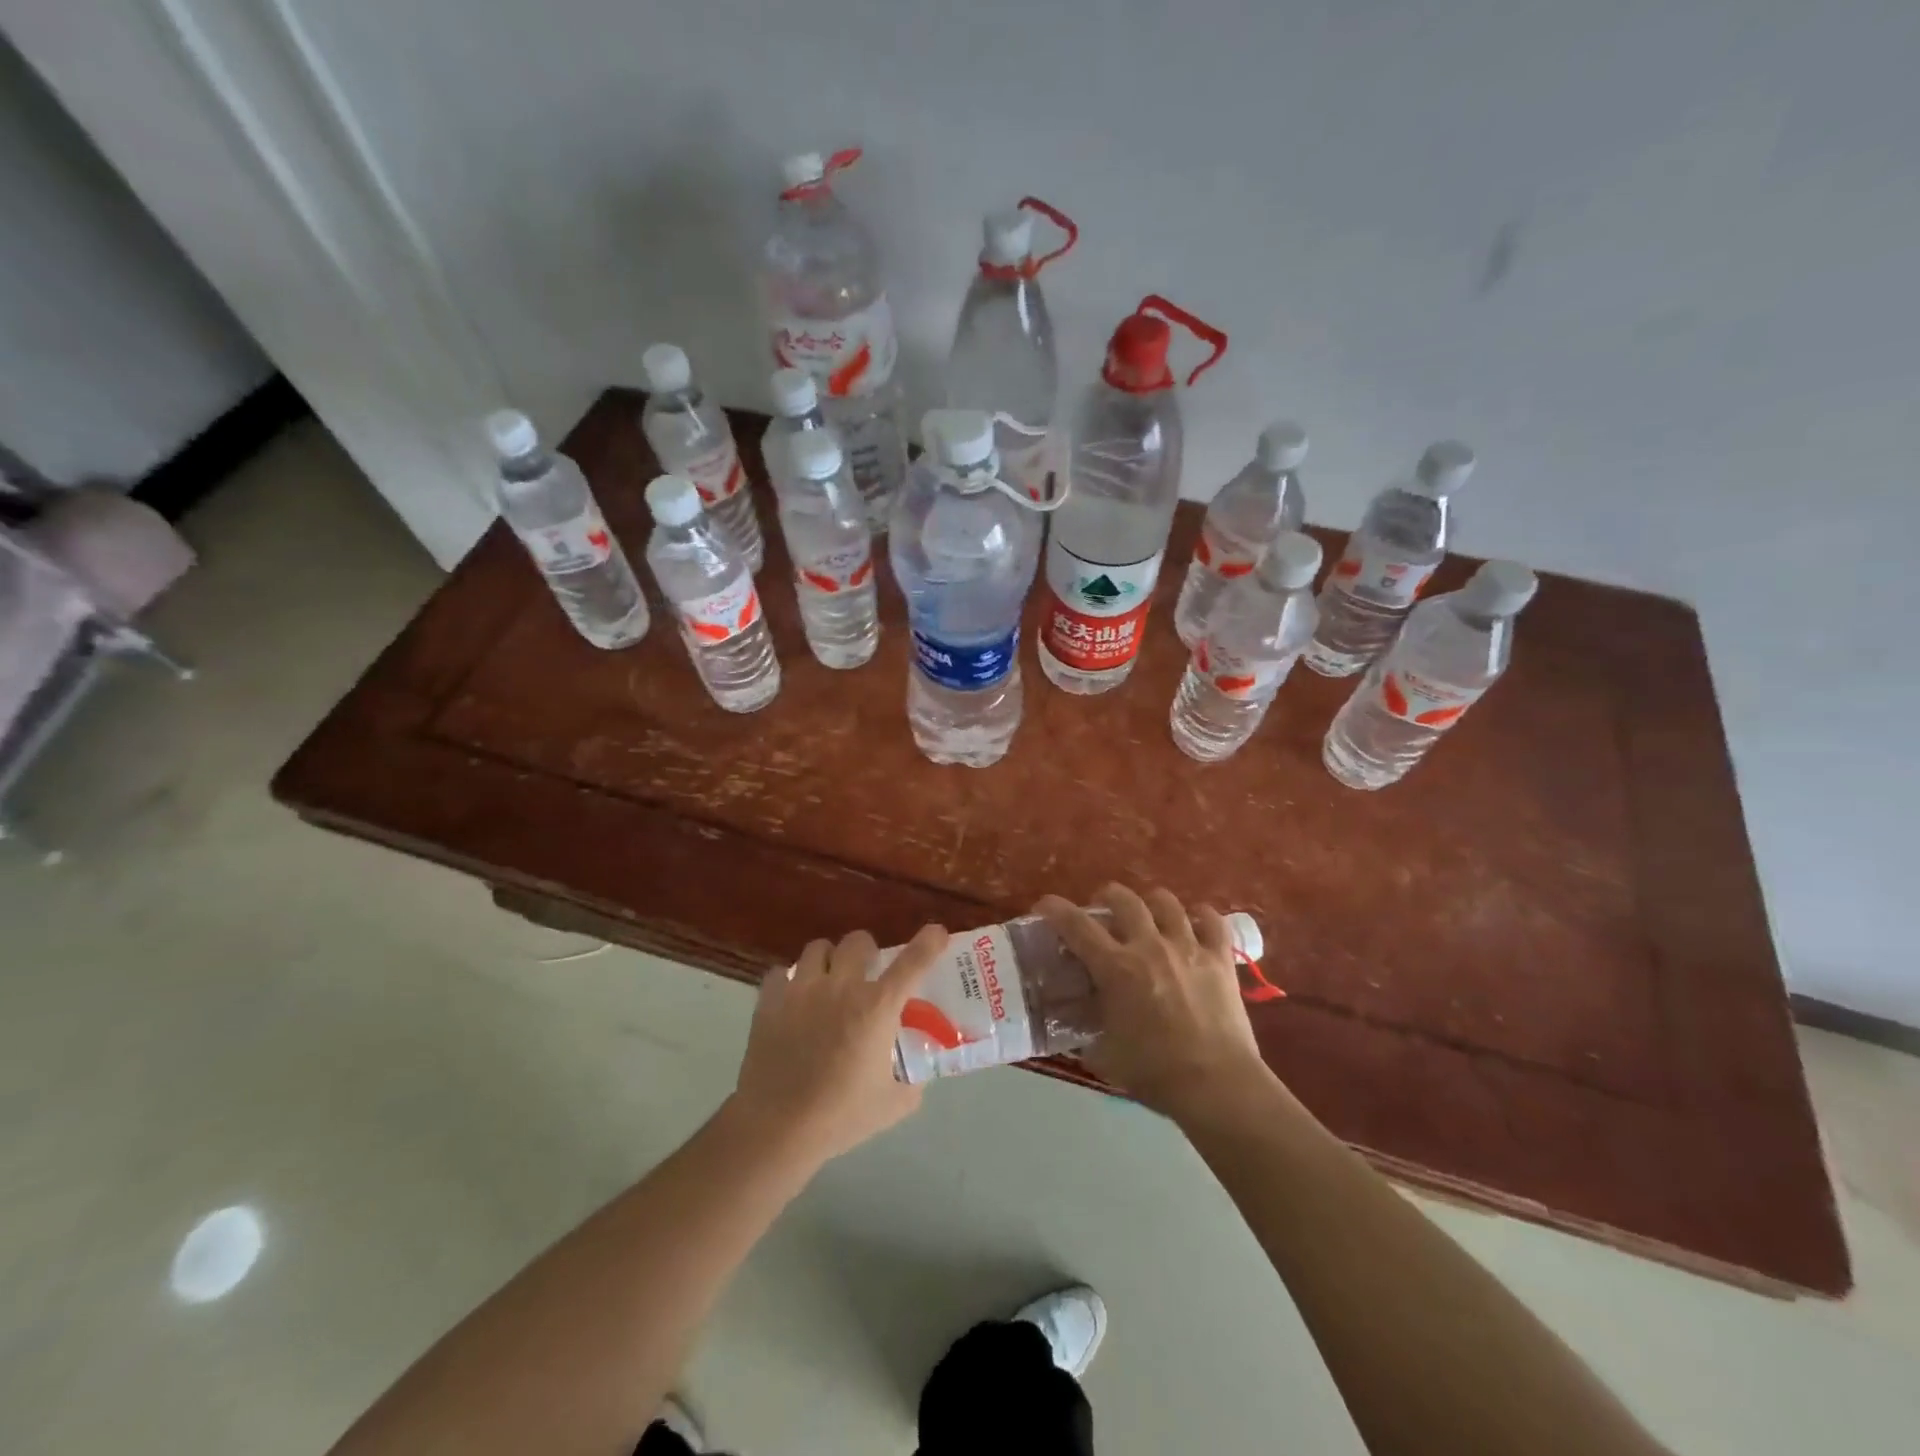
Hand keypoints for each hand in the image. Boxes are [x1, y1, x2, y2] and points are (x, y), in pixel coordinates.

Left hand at [729, 924, 948, 1166]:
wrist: (776, 1129)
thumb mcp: (892, 1105)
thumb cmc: (840, 1117)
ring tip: (828, 980)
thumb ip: (911, 1085)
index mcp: (876, 1008)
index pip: (911, 963)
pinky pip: (779, 974)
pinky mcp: (769, 1002)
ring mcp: (801, 990)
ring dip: (829, 960)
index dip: (928, 943)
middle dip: (867, 950)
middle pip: (857, 941)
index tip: (937, 932)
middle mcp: (841, 987)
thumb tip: (917, 1077)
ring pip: (817, 948)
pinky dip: (788, 981)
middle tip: (867, 970)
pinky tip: (792, 1000)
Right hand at [1035, 884, 1268, 1121]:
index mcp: (1116, 968)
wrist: (1215, 1085)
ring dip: (1151, 902)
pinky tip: (1195, 922)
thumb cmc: (1154, 1073)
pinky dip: (1201, 916)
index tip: (1045, 905)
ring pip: (1166, 902)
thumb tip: (1072, 1025)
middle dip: (1107, 896)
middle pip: (1123, 900)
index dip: (1055, 909)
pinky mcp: (1220, 959)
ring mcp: (1188, 948)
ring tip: (1148, 913)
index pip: (1076, 926)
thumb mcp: (1103, 1055)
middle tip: (1103, 909)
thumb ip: (1085, 1033)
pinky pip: (1212, 921)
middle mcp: (1149, 946)